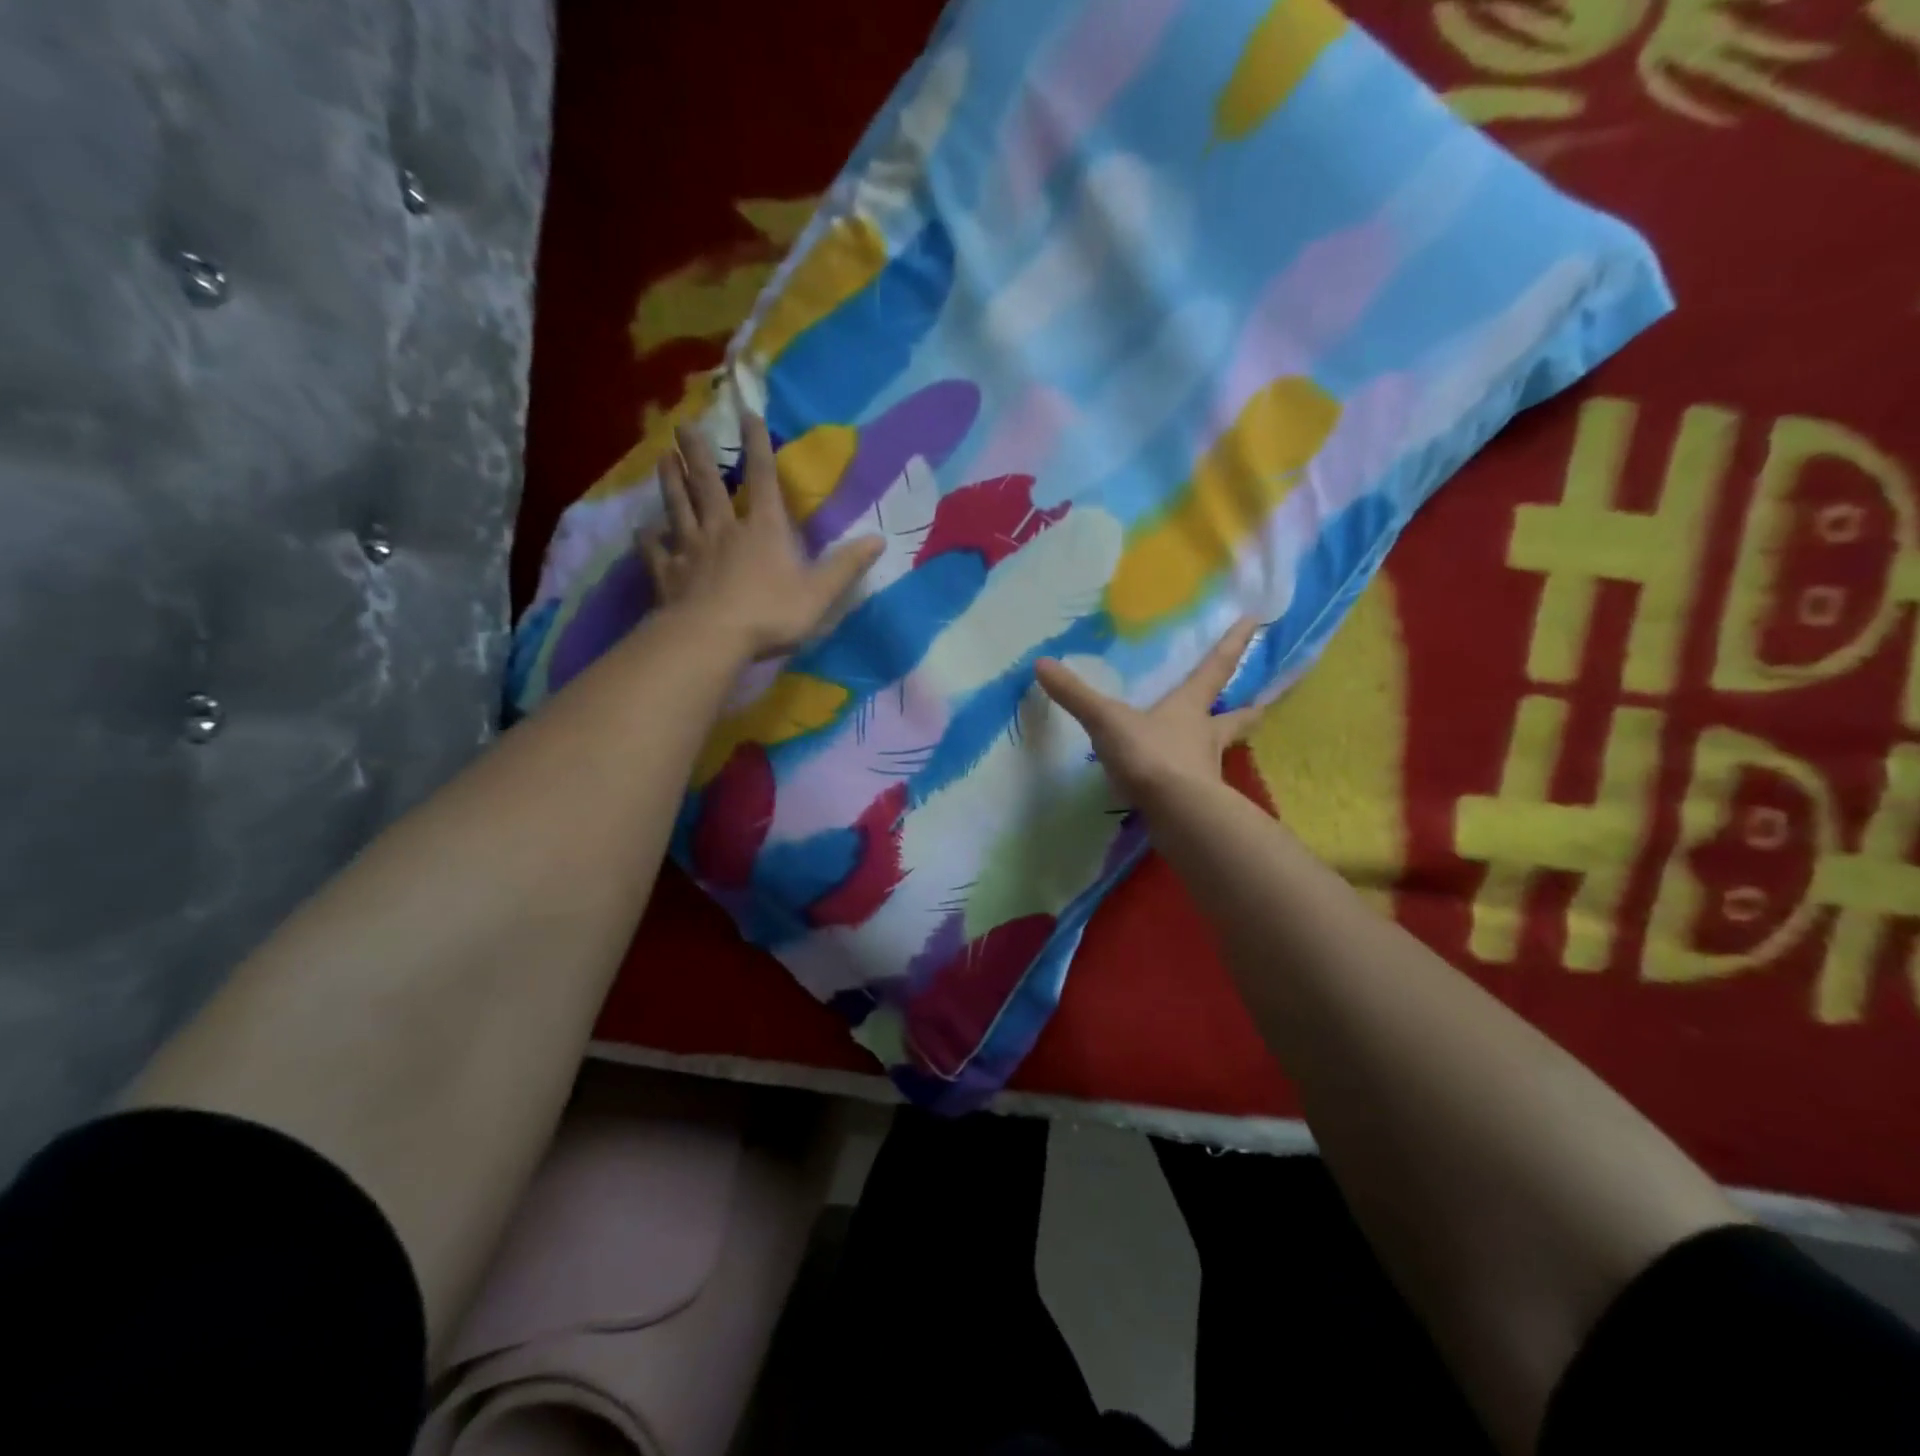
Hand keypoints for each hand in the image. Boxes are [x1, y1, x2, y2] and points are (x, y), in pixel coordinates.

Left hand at [641, 414, 882, 658]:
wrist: (711, 639)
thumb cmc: (770, 614)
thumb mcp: (820, 593)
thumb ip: (846, 566)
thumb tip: (879, 539)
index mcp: (763, 530)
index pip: (762, 479)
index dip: (757, 446)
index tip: (747, 414)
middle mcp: (724, 529)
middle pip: (708, 484)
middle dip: (699, 453)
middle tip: (684, 425)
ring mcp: (691, 550)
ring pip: (678, 507)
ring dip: (671, 482)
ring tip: (663, 457)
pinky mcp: (667, 573)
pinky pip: (655, 550)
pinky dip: (649, 538)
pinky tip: (644, 529)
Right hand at [1036, 618, 1261, 803]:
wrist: (1175, 813)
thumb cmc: (1150, 755)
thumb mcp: (1107, 720)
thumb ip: (1076, 695)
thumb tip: (1042, 663)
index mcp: (1189, 708)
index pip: (1215, 668)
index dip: (1233, 644)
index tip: (1255, 622)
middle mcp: (1204, 737)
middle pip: (1234, 719)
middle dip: (1247, 711)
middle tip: (1261, 705)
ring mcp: (1204, 772)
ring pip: (1219, 753)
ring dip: (1221, 747)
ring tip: (1214, 748)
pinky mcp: (1196, 802)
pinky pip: (1196, 785)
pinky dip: (1192, 782)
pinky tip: (1179, 788)